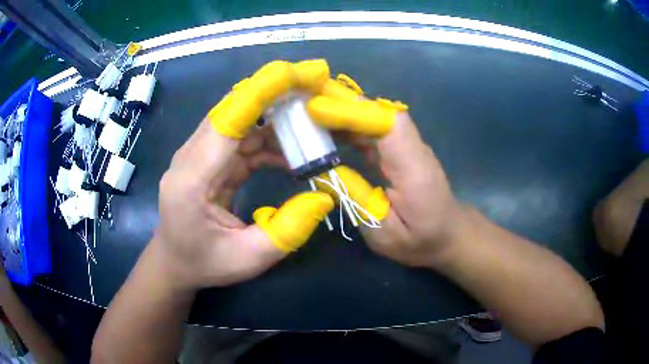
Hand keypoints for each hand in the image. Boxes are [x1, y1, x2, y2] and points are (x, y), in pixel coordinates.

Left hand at [154, 61, 334, 289]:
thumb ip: (287, 231)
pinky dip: (269, 137)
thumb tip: (324, 196)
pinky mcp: (210, 159)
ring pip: (240, 120)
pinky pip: (241, 137)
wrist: (174, 262)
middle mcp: (191, 156)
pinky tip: (293, 150)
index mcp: (191, 179)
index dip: (262, 92)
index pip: (228, 120)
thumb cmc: (204, 263)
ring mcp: (199, 155)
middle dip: (275, 91)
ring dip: (276, 114)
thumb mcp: (249, 259)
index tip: (298, 73)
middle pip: (234, 109)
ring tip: (313, 118)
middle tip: (316, 84)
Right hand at [307, 83, 464, 267]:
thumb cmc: (419, 239)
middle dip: (340, 102)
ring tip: (306, 111)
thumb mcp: (385, 232)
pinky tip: (327, 129)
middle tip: (301, 100)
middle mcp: (411, 147)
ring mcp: (405, 145)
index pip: (386, 125)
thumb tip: (326, 171)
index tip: (317, 109)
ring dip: (341, 110)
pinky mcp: (397, 149)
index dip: (352, 112)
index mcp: (413, 168)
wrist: (446, 234)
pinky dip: (348, 124)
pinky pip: (371, 129)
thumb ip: (358, 199)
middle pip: (378, 112)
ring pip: (373, 117)